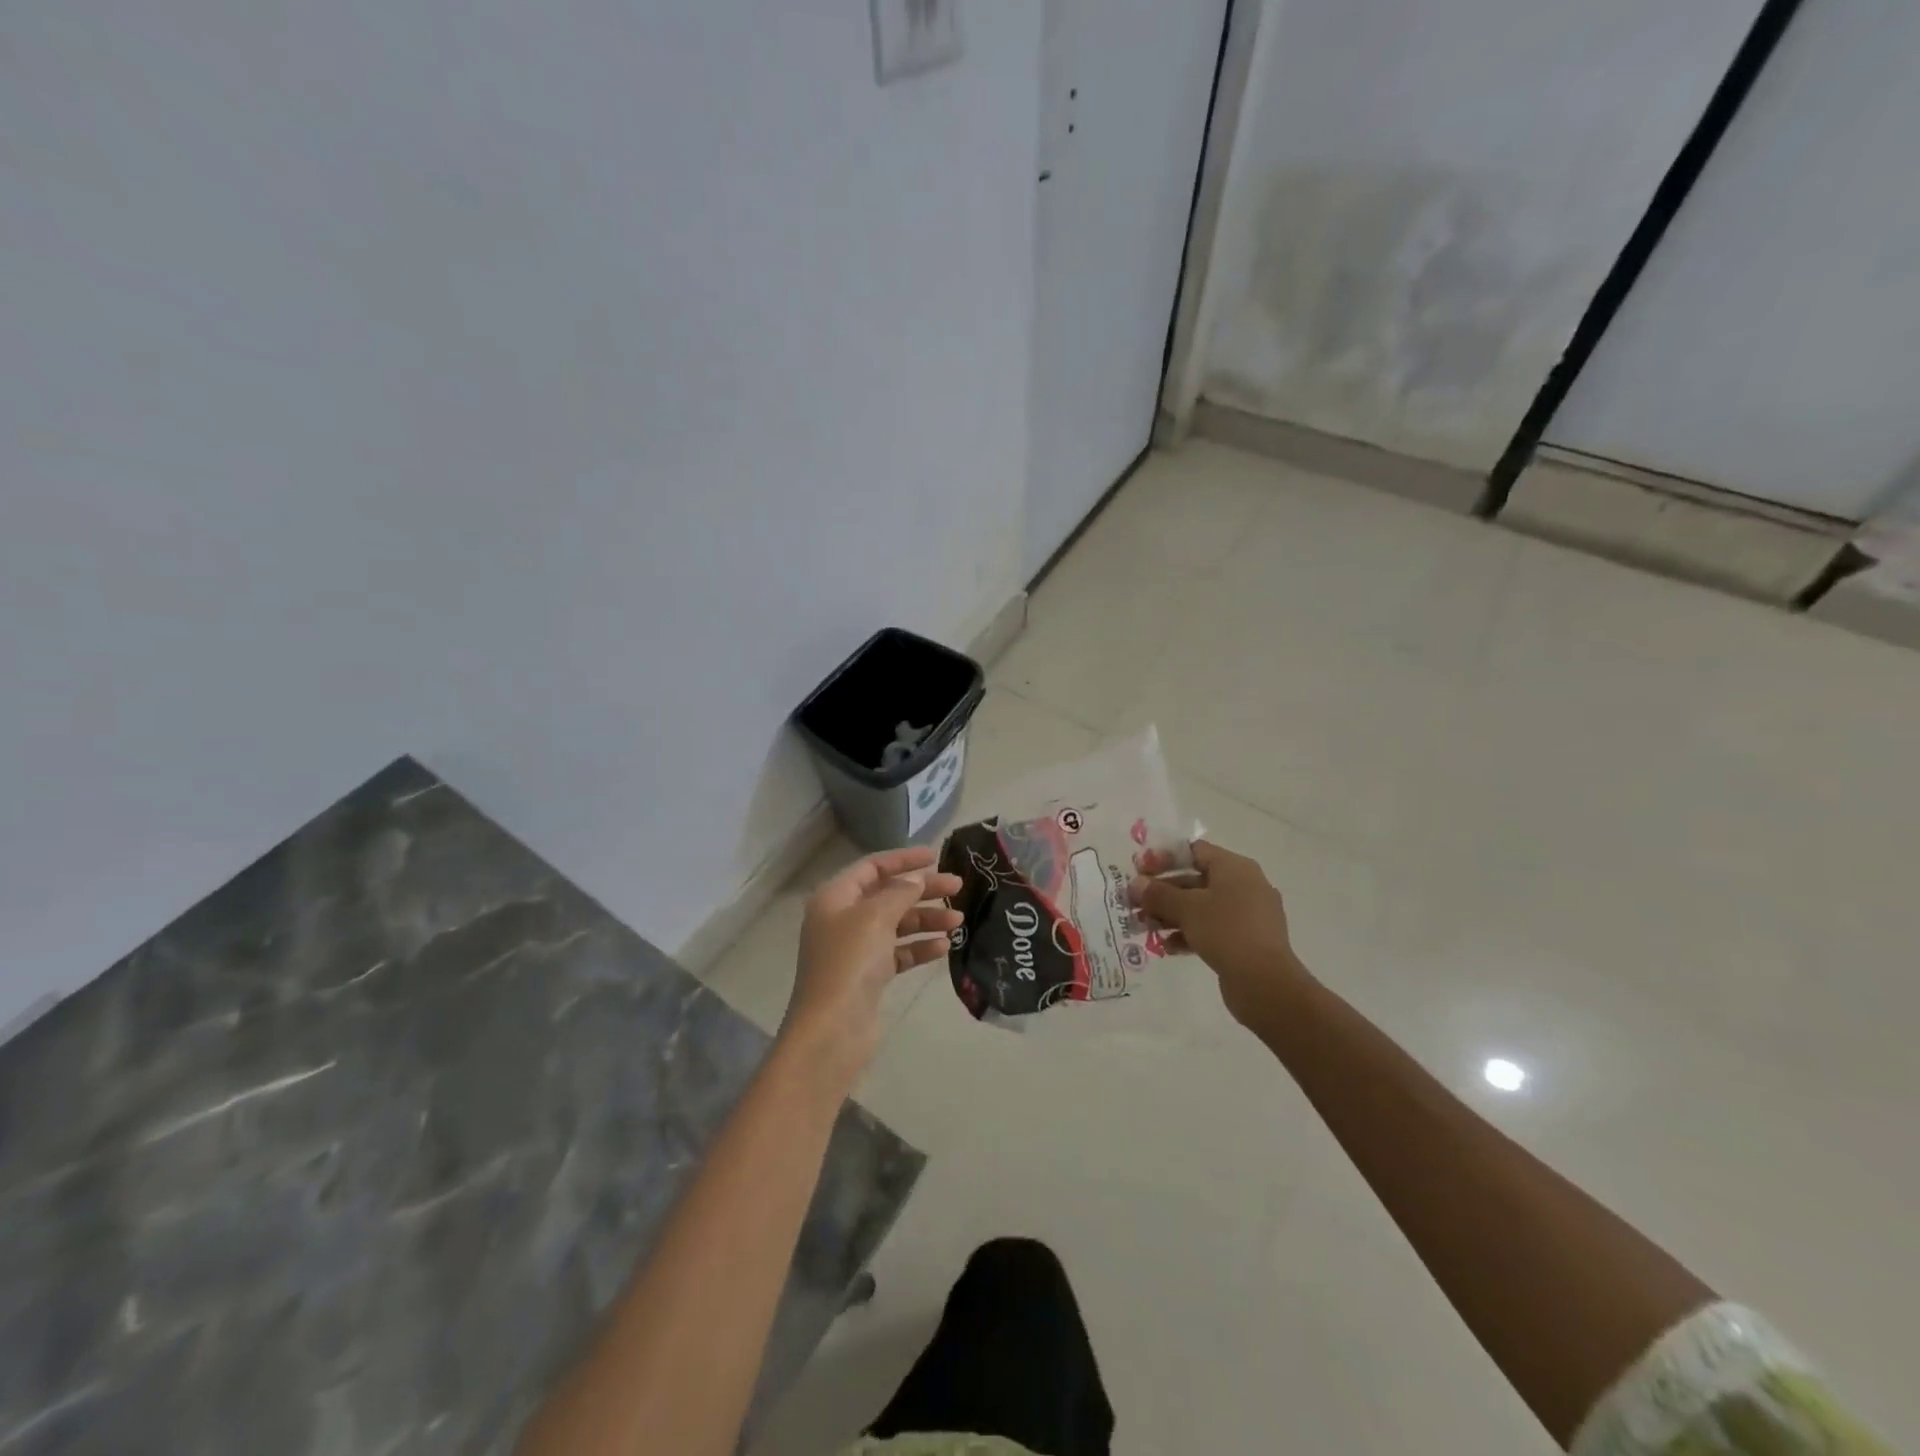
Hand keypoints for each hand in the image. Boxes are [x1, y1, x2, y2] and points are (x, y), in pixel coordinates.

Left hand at [783, 846, 962, 1084]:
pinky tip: (944, 947)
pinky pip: (899, 952)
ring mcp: (855, 949)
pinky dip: (919, 947)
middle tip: (958, 887)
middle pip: (888, 894)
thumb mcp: (875, 917)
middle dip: (922, 890)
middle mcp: (842, 919)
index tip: (935, 856)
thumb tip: (916, 880)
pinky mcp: (868, 976)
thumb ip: (900, 893)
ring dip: (926, 919)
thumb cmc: (849, 962)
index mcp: (834, 897)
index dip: (903, 859)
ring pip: (896, 924)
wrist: (832, 1029)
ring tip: (958, 921)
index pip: (872, 867)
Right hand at [1129, 840, 1310, 1026]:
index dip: (1164, 858)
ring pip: (1201, 907)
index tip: (1139, 871)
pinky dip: (1188, 934)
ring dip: (1171, 915)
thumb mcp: (1186, 908)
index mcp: (1235, 868)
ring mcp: (1247, 915)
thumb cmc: (1226, 931)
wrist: (1265, 983)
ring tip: (1144, 927)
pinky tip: (1167, 947)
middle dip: (1162, 892)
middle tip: (1134, 903)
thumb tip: (1136, 884)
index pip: (1195, 851)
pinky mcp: (1246, 941)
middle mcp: (1244, 886)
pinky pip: (1211, 929)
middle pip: (1195, 880)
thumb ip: (1158, 893)